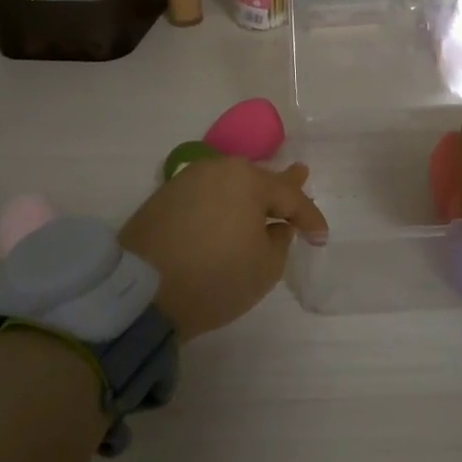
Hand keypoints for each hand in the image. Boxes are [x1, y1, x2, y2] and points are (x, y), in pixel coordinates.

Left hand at [119, 159, 327, 338]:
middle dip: (281, 186)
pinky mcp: (163, 198)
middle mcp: (217, 170)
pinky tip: (227, 210)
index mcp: (247, 180)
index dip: (310, 217)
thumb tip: (274, 226)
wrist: (140, 292)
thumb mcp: (265, 268)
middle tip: (302, 174)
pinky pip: (206, 195)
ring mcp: (187, 181)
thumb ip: (279, 241)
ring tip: (264, 196)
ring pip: (229, 184)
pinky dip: (222, 203)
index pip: (289, 196)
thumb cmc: (214, 278)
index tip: (321, 236)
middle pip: (257, 180)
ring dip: (248, 194)